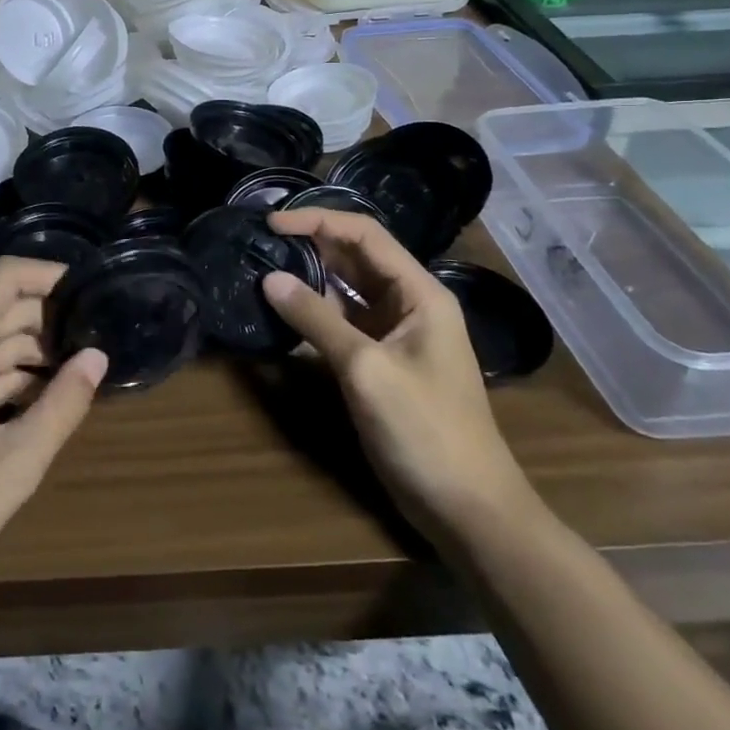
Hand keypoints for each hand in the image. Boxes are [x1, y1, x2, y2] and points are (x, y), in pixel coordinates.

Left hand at [0, 257, 107, 627]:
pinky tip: (47, 395)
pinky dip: (10, 375)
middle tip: (100, 334)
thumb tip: (99, 356)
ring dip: (33, 350)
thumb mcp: (16, 462)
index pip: (5, 278)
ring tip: (83, 364)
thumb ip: (63, 404)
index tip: (93, 289)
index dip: (50, 275)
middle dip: (49, 317)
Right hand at [262, 209, 538, 542]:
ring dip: (310, 277)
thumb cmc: (425, 430)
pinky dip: (316, 312)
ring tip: (265, 268)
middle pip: (356, 257)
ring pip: (348, 289)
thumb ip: (316, 319)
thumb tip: (270, 279)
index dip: (318, 220)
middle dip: (311, 244)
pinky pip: (345, 321)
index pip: (365, 235)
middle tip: (261, 243)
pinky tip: (285, 312)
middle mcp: (409, 303)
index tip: (272, 223)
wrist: (468, 509)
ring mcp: (396, 333)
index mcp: (419, 292)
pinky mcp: (383, 361)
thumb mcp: (366, 369)